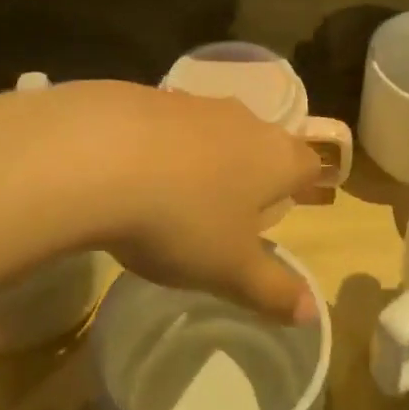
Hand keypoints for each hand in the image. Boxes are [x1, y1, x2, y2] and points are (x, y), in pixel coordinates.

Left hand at [26, 80, 322, 323]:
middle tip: (237, 206)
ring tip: (183, 195)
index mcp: (275, 158)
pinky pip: (169, 125)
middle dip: (254, 171)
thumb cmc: (181, 219)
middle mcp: (243, 121)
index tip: (292, 203)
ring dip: (207, 157)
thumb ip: (272, 290)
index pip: (308, 163)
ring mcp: (194, 104)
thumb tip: (311, 313)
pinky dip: (163, 147)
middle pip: (262, 142)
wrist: (97, 155)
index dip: (304, 184)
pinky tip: (135, 175)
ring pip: (215, 131)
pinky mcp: (148, 96)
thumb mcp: (229, 270)